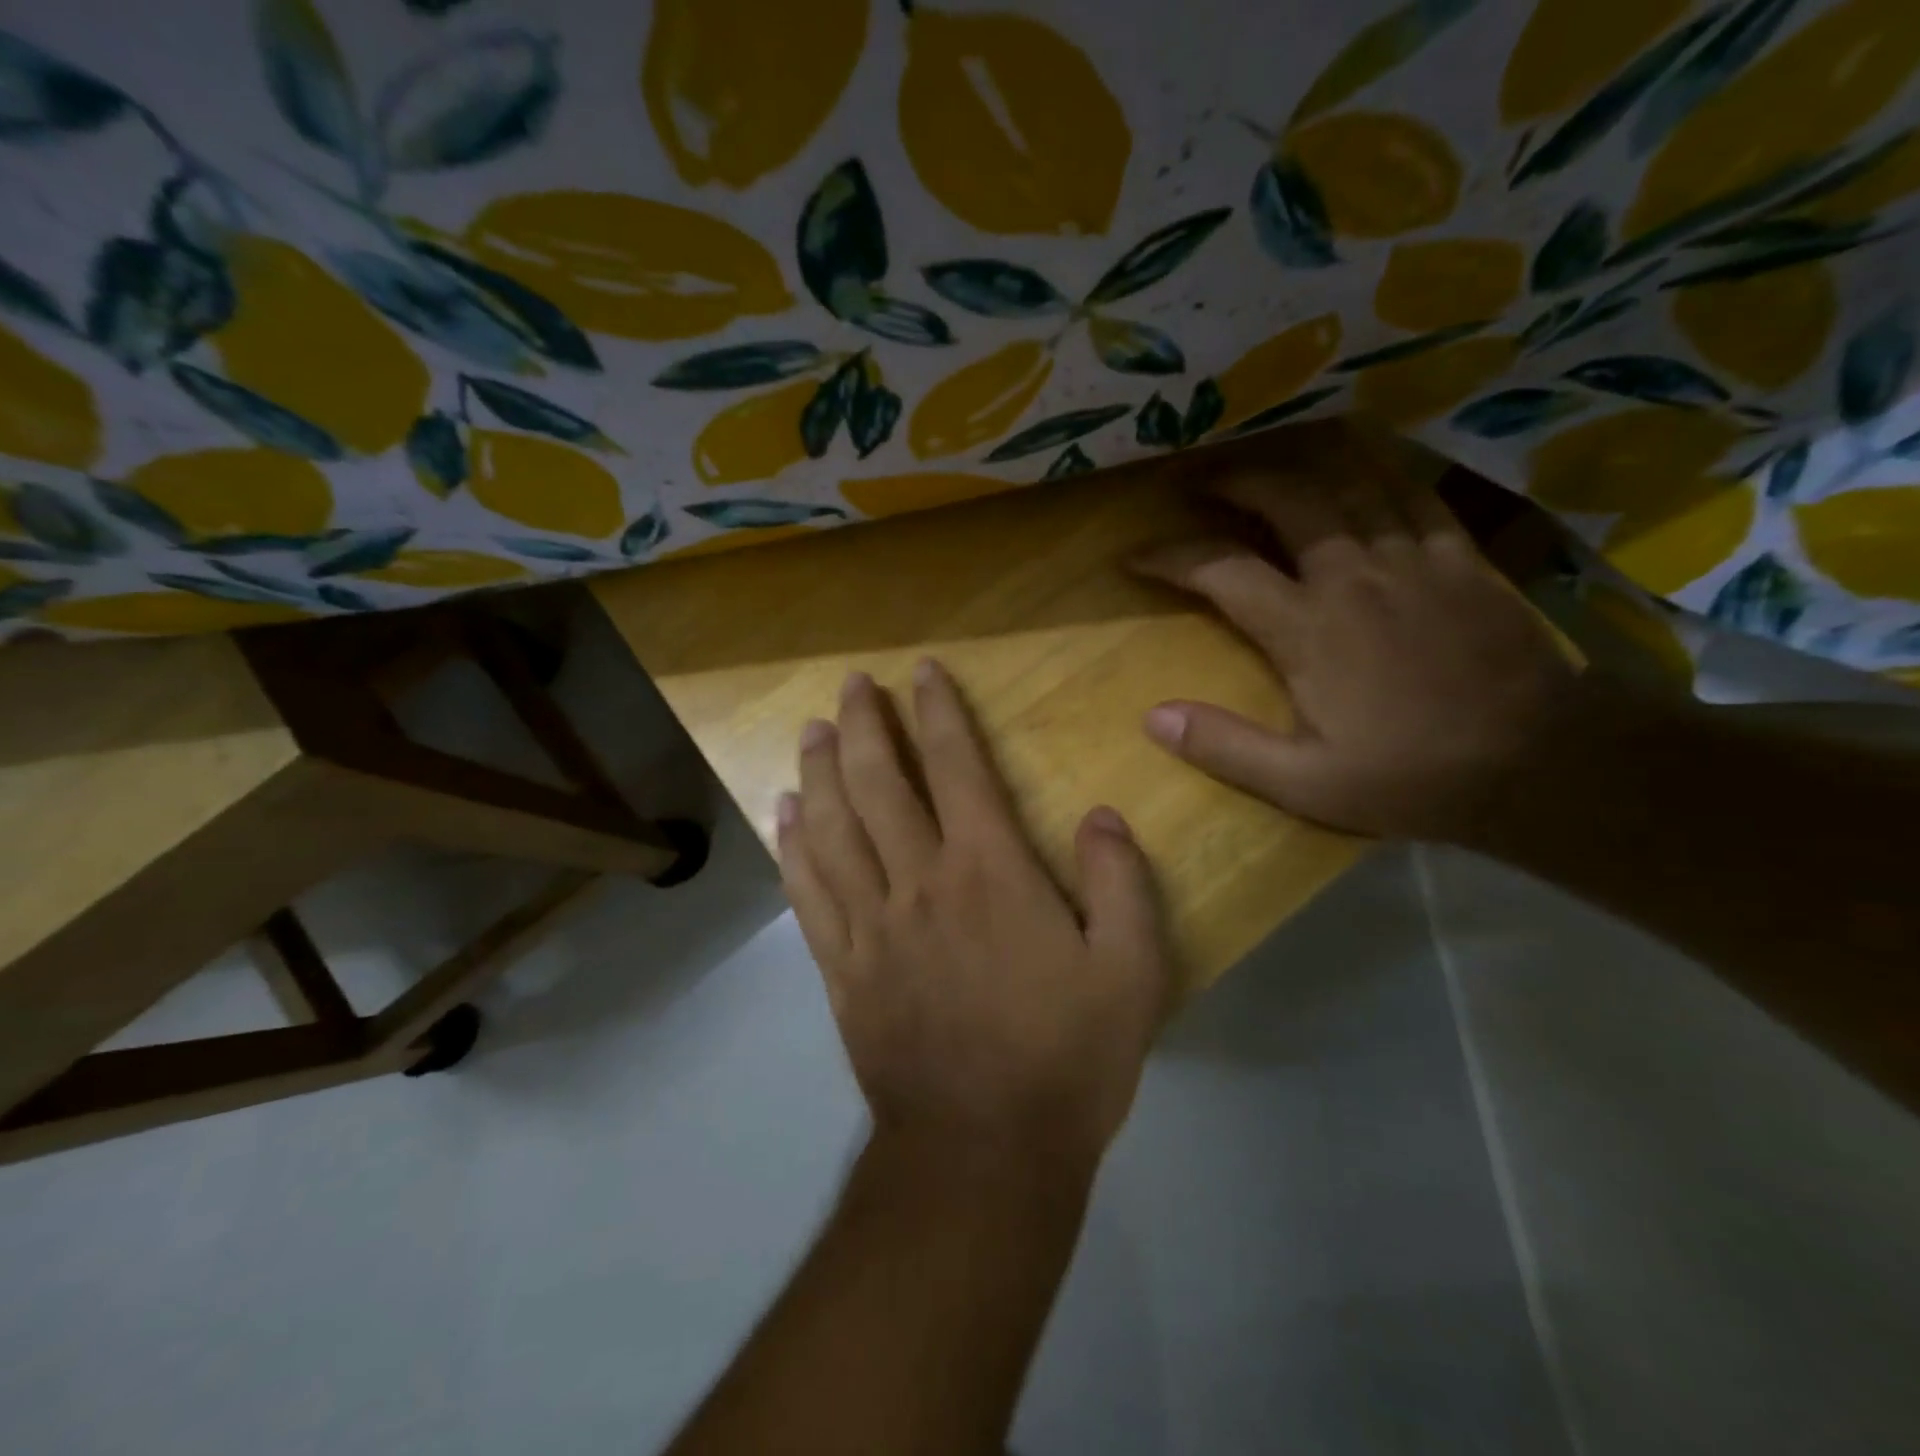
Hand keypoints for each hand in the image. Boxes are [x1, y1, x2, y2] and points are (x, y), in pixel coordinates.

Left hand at [778, 661, 1175, 1172]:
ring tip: (811, 731)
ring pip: (831, 829)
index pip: (956, 768)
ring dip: (819, 772)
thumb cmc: (1066, 1060)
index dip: (939, 713)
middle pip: (878, 785)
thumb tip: (1100, 816)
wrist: (983, 1155)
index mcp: (988, 874)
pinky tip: (780, 815)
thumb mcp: (1131, 972)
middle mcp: (919, 883)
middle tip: (851, 685)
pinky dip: (790, 848)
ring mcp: (870, 926)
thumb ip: (1120, 884)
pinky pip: (807, 894)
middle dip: (864, 726)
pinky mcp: (841, 970)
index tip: (923, 672)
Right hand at [1130, 425, 1579, 844]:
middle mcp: (1352, 574)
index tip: (1136, 555)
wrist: (1539, 763)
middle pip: (1286, 499)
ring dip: (1298, 466)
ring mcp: (1411, 557)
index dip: (1171, 556)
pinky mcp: (1459, 556)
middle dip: (1234, 482)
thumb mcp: (1303, 783)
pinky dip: (1377, 471)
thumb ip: (1224, 747)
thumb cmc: (1410, 776)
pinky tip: (1360, 468)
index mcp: (1307, 628)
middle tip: (1201, 481)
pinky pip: (1412, 492)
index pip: (1222, 570)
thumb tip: (1153, 717)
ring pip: (1348, 483)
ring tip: (1267, 462)